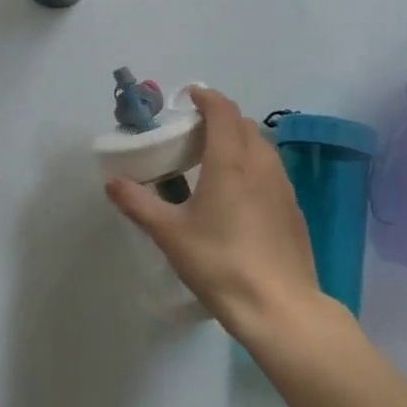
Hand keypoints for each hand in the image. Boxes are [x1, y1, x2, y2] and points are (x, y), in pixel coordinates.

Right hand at [105, 88, 324, 339]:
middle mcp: (260, 163)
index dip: (206, 97)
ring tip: (216, 160)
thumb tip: (112, 182)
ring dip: (239, 140)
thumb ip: (139, 204)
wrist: (280, 308)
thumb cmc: (221, 264)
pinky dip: (254, 165)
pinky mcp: (294, 208)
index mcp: (230, 160)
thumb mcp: (170, 235)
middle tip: (195, 133)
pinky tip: (240, 195)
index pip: (222, 110)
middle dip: (220, 118)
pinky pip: (272, 171)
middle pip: (243, 123)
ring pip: (261, 146)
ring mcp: (283, 186)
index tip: (189, 98)